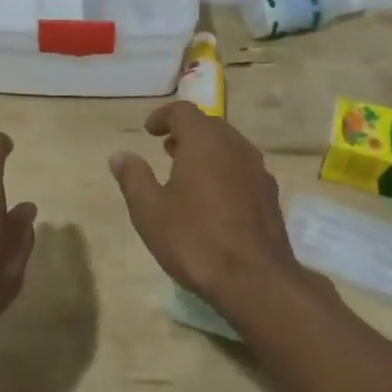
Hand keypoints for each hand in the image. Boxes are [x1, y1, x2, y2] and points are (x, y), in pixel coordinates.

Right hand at [109, 101, 316, 317]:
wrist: (256, 281)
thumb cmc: (195, 240)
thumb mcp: (150, 211)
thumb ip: (133, 178)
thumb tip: (120, 155)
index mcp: (205, 143)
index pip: (184, 111)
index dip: (163, 116)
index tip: (149, 131)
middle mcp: (235, 147)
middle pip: (210, 125)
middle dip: (186, 132)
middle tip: (166, 148)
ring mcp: (258, 170)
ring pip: (229, 146)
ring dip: (206, 150)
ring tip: (187, 171)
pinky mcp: (270, 194)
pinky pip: (242, 168)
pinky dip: (224, 169)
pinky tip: (214, 197)